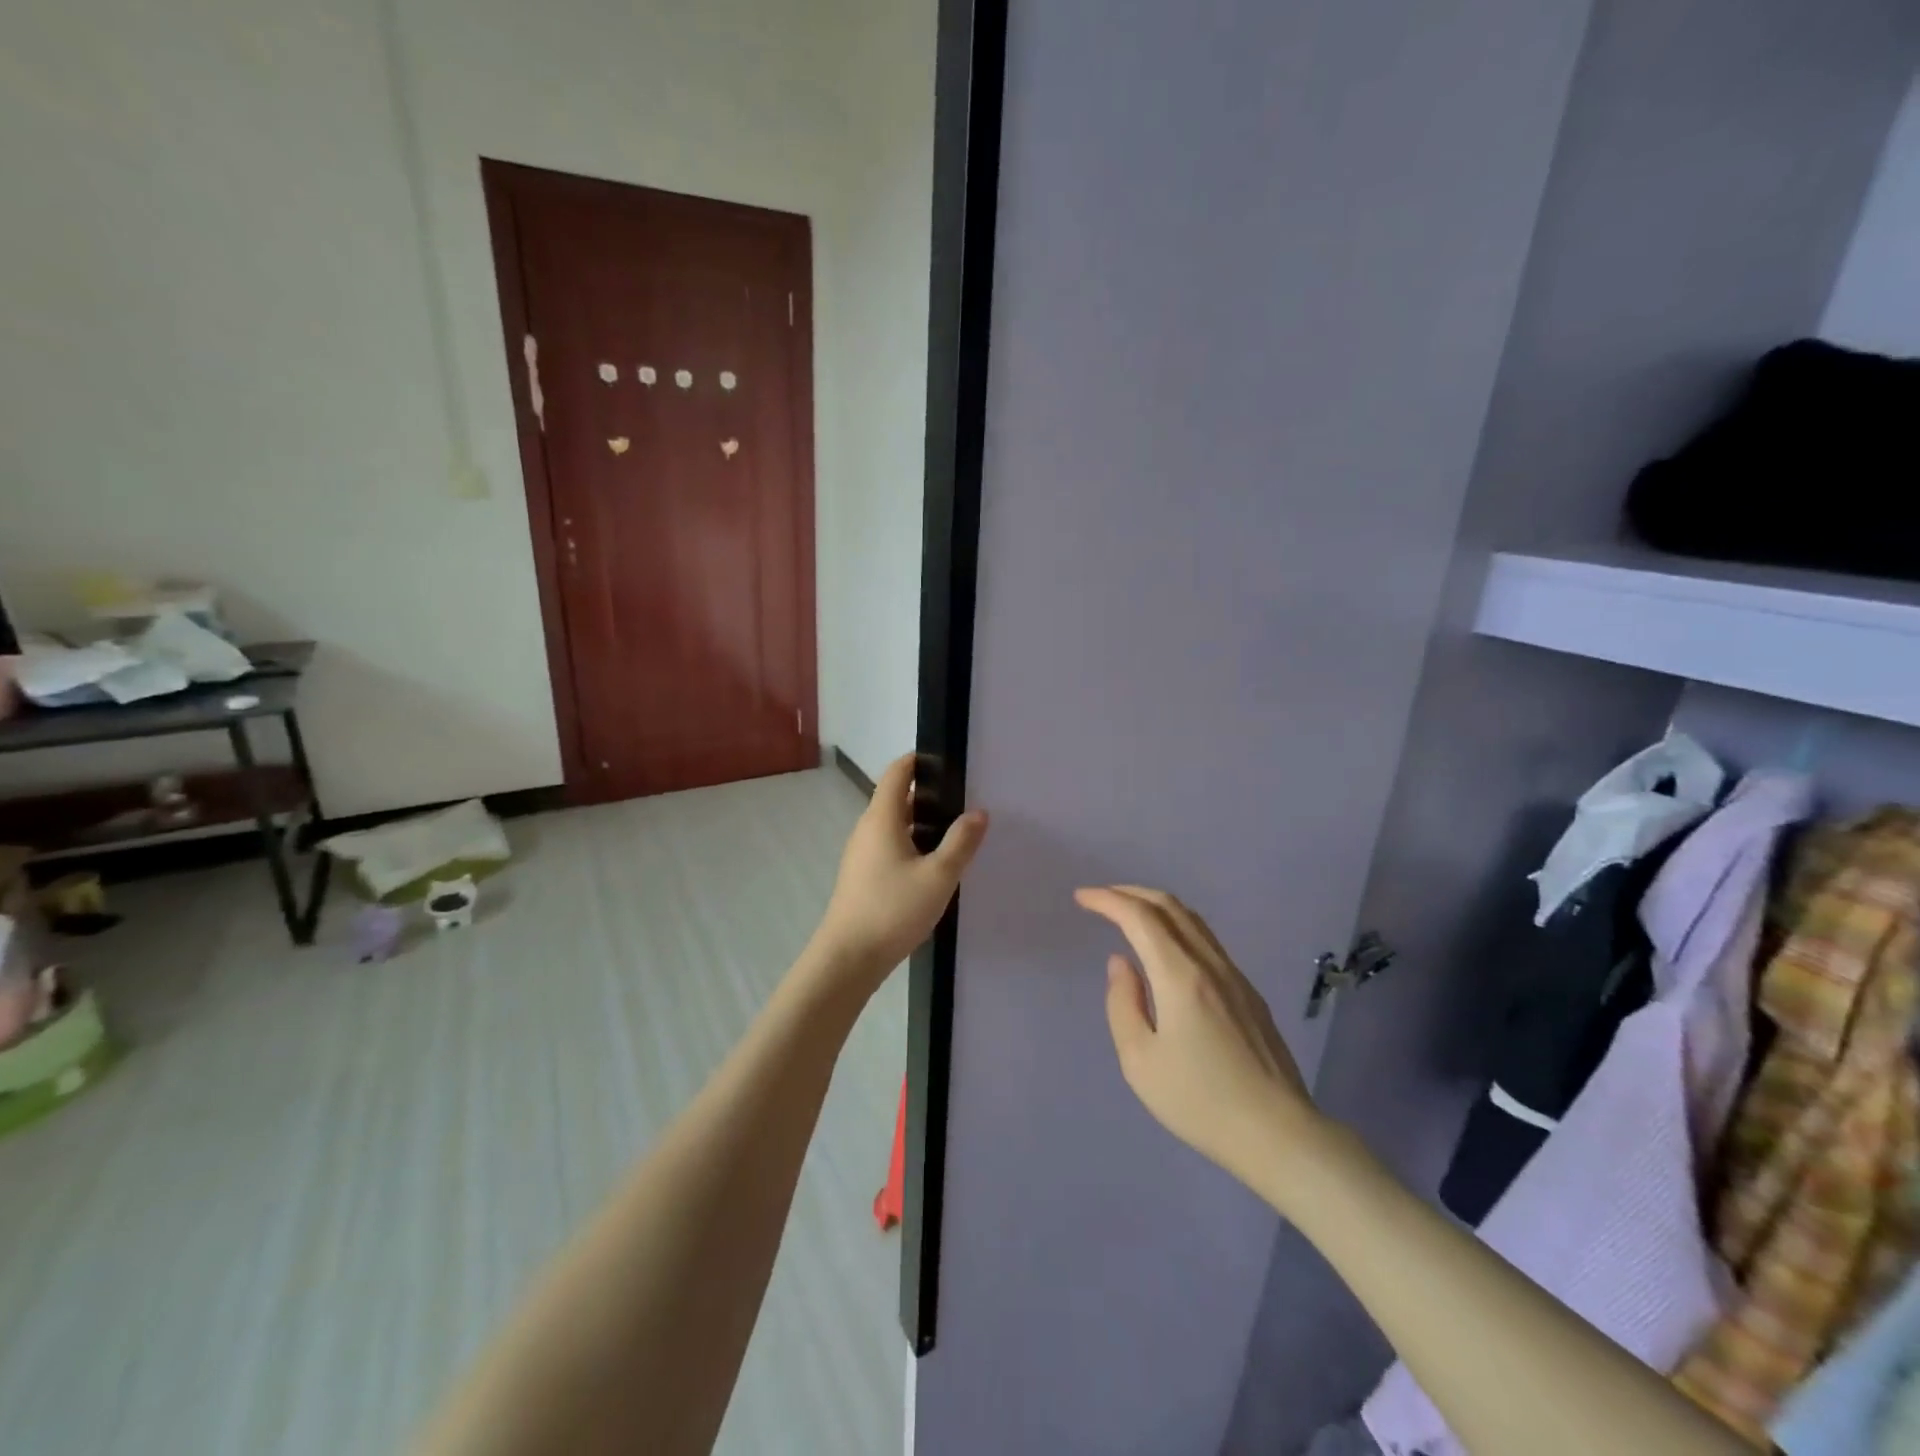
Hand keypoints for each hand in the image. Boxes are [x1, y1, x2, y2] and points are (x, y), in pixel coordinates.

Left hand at [806, 755, 987, 997]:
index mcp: (881, 818)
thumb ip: (961, 842)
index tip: (947, 761)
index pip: (897, 772)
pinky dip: (911, 844)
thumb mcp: (938, 876)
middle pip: (896, 798)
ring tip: (955, 833)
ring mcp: (861, 854)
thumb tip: (979, 812)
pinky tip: (933, 865)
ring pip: (893, 825)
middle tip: (963, 800)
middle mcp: (867, 829)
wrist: (848, 958)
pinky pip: (889, 847)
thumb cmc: (893, 910)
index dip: (919, 760)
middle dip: (928, 794)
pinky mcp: (862, 876)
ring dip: (921, 823)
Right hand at [1075, 886, 1321, 1189]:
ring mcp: (1235, 977)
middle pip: (1170, 907)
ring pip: (1192, 921)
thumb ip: (1123, 1004)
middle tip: (1101, 899)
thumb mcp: (1140, 1061)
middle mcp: (1210, 964)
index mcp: (1180, 976)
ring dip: (1156, 907)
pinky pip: (1206, 941)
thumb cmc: (1200, 1102)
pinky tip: (1166, 950)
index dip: (1107, 900)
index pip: (1140, 917)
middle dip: (1131, 893)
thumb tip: (1121, 963)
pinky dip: (1176, 928)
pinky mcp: (1249, 994)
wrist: (1279, 1134)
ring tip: (1129, 915)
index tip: (1081, 897)